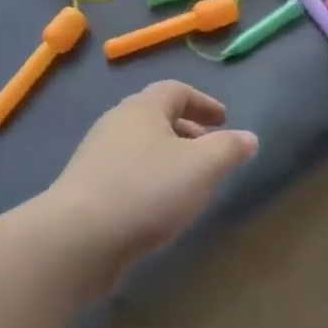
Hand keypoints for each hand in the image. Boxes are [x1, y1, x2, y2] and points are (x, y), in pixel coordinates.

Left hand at [45, 83, 258, 282]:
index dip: (203, 102)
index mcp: (143, 108)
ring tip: (190, 182)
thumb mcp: (202, 166)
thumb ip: (229, 148)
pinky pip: (126, 172)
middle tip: (211, 150)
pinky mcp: (86, 188)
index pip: (176, 90)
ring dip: (168, 157)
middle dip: (187, 130)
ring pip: (141, 147)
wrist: (78, 237)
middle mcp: (116, 124)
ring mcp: (96, 156)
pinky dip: (150, 179)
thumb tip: (249, 138)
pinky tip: (160, 206)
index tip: (224, 120)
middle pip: (156, 117)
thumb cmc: (147, 190)